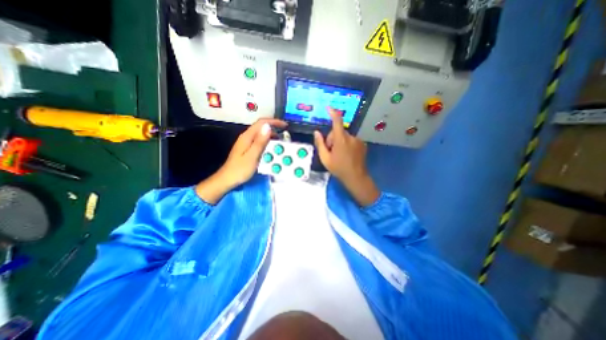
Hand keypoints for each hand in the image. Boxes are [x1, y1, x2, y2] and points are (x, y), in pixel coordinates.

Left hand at [196, 118, 285, 202]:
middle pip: (261, 127)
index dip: (274, 122)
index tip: (285, 125)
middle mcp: (246, 137)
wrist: (227, 179)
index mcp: (247, 137)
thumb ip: (260, 141)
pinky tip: (271, 149)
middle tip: (284, 136)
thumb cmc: (240, 169)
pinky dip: (267, 142)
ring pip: (260, 134)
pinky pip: (259, 141)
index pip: (261, 123)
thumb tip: (268, 126)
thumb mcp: (252, 156)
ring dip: (271, 136)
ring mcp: (246, 143)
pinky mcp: (247, 148)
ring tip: (280, 143)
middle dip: (274, 128)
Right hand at [312, 107, 377, 206]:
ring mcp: (358, 140)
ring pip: (345, 136)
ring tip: (339, 155)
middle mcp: (351, 137)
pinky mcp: (362, 144)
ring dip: (340, 142)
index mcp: (341, 139)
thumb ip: (320, 144)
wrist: (356, 177)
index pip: (337, 121)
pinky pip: (351, 140)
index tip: (329, 107)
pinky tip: (347, 155)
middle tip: (331, 151)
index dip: (333, 113)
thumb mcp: (325, 158)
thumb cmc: (338, 168)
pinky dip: (347, 144)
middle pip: (339, 132)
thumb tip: (316, 132)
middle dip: (333, 139)